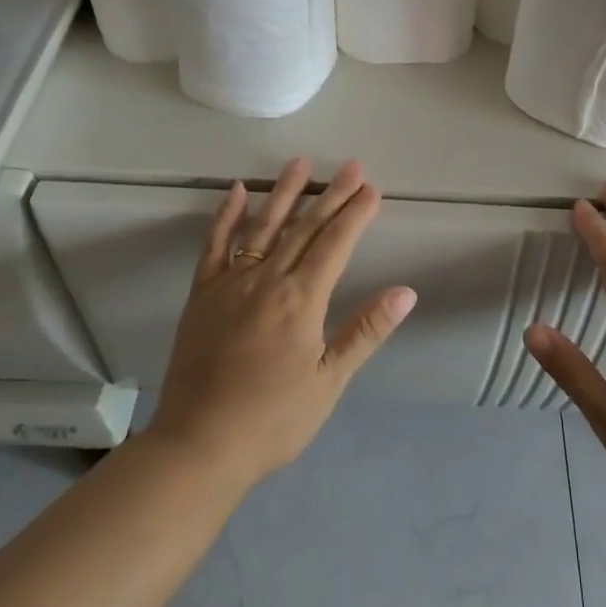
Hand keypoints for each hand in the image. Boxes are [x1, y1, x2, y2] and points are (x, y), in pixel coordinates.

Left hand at [146, 158, 416, 490]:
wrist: (200, 443)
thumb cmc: (274, 419)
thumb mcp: (329, 382)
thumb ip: (365, 331)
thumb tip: (405, 292)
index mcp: (301, 300)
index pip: (335, 244)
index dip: (356, 215)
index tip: (372, 189)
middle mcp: (267, 280)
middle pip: (305, 228)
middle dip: (331, 195)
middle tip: (352, 166)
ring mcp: (230, 284)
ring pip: (262, 227)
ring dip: (285, 193)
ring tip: (302, 163)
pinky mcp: (201, 295)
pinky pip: (214, 246)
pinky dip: (226, 216)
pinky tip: (235, 191)